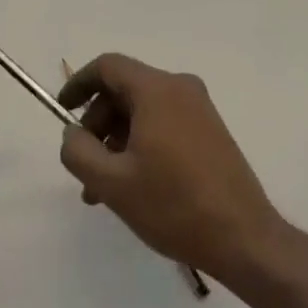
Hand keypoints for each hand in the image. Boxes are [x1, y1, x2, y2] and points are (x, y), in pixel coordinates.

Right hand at [58, 53, 285, 281]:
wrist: (246, 241)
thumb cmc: (174, 205)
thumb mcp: (112, 182)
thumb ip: (78, 151)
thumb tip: (73, 134)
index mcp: (157, 90)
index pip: (107, 66)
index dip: (78, 84)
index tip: (62, 111)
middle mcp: (180, 89)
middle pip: (124, 91)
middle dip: (97, 125)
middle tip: (85, 165)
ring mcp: (200, 111)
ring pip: (142, 112)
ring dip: (117, 142)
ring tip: (102, 190)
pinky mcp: (211, 133)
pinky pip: (163, 125)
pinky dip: (140, 145)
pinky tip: (132, 187)